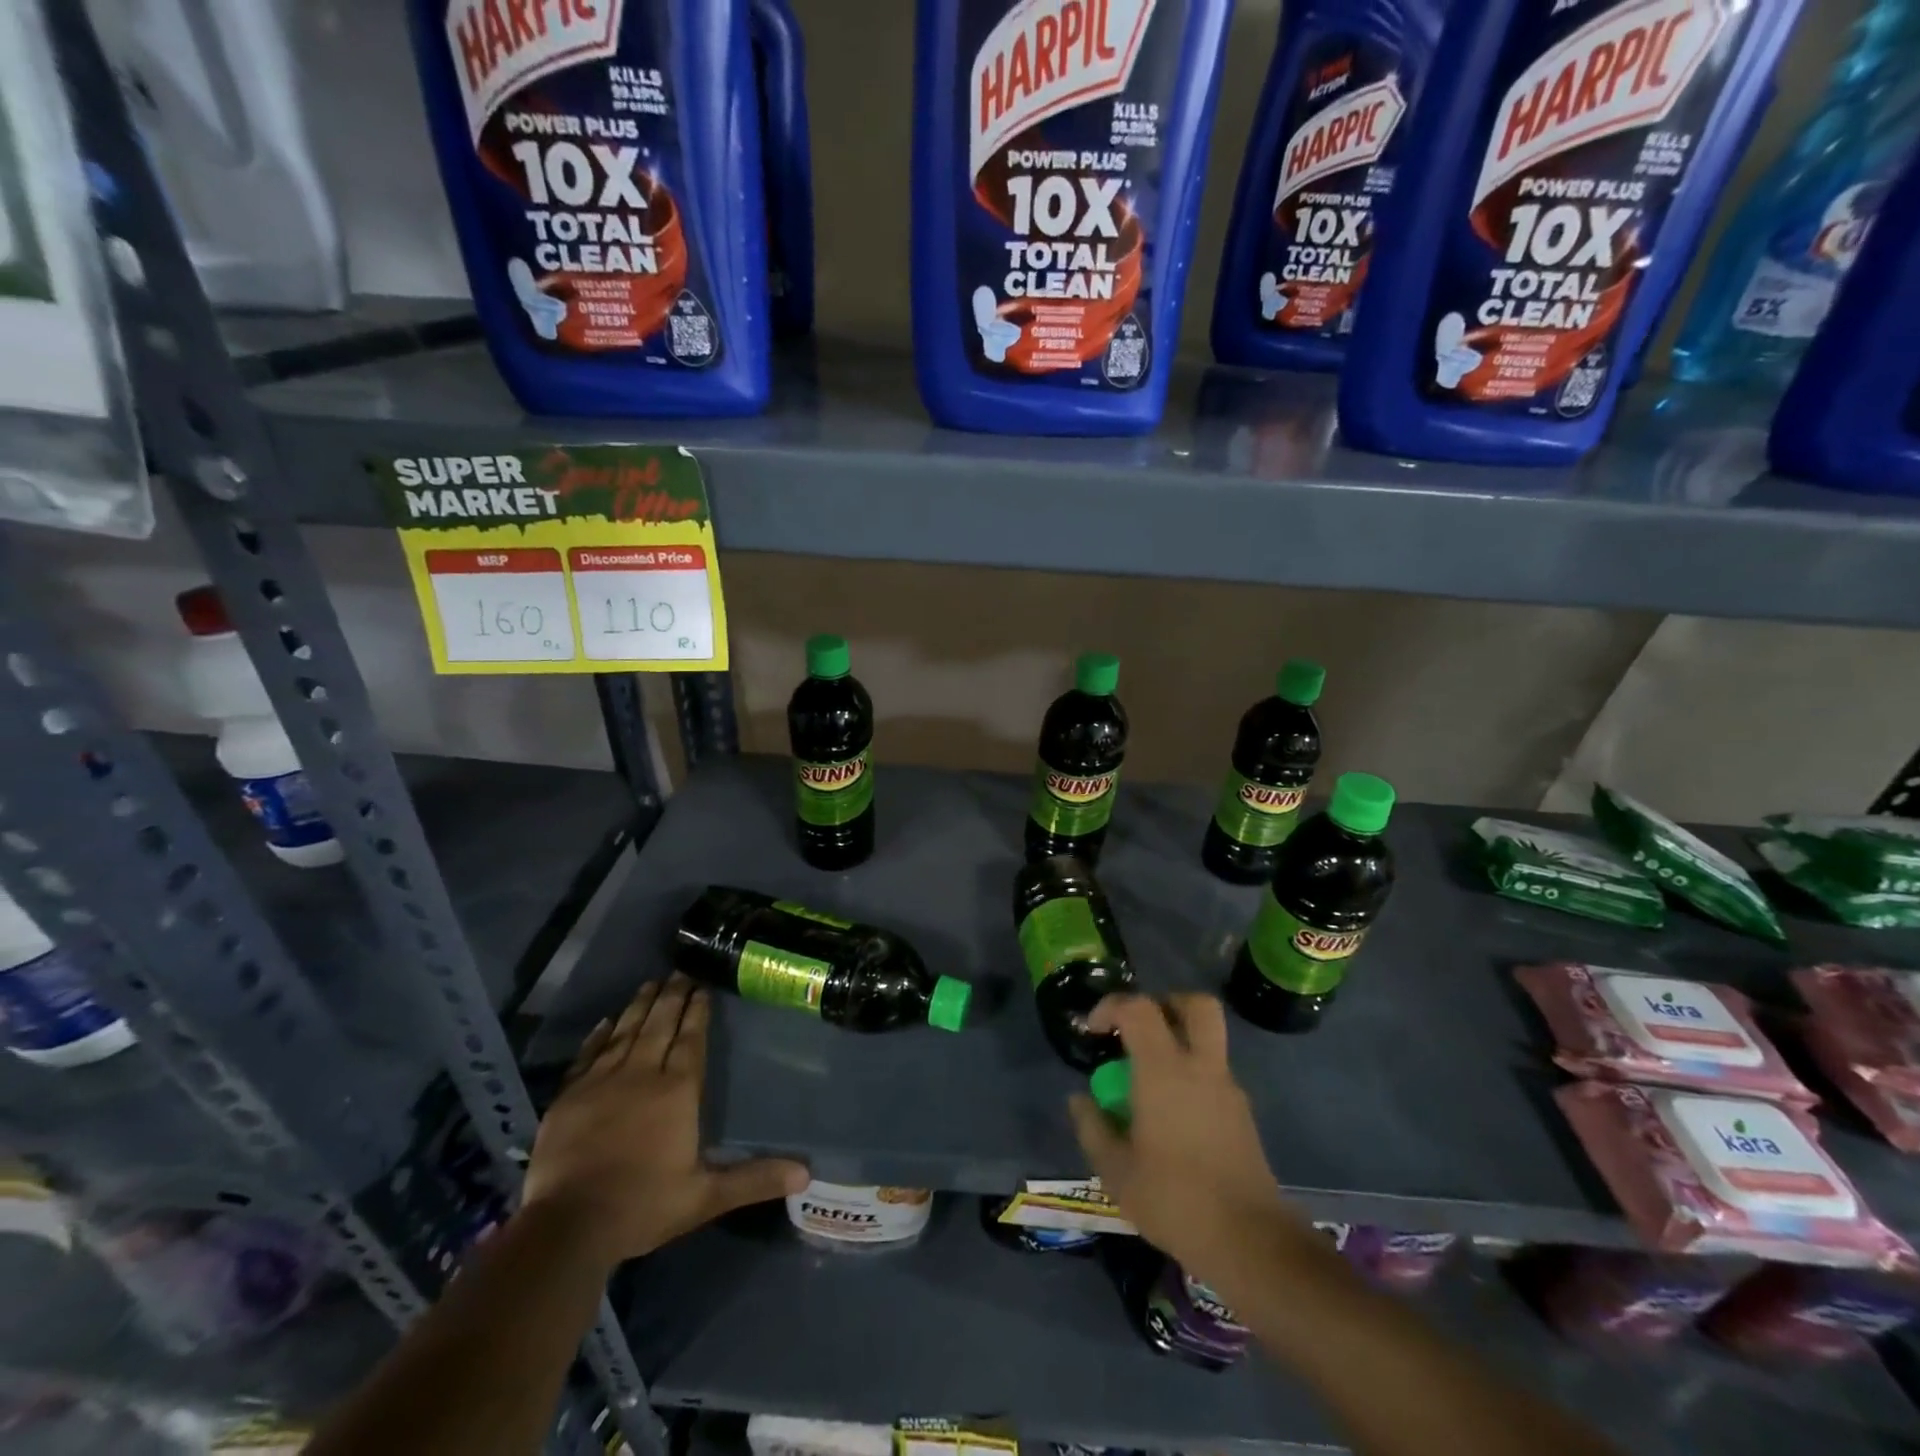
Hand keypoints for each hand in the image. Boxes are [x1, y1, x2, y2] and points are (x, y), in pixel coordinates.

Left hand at [522, 974, 808, 1267]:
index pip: (690, 1039)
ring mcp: (601, 1082)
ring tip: (651, 983)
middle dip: (672, 996)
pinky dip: (598, 1036)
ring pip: (625, 1032)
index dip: (697, 1011)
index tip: (702, 986)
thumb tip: (806, 1173)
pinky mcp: (569, 1096)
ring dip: (639, 1006)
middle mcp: (641, 1074)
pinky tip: (605, 1022)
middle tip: (680, 970)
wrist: (567, 1226)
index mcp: (677, 1091)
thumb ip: (754, 1179)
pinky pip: (587, 1055)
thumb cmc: (642, 1206)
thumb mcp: (705, 1197)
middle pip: (659, 1025)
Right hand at [1067, 993, 1313, 1292]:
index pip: (1139, 1008)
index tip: (1095, 1030)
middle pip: (1196, 1005)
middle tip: (1141, 1029)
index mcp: (1164, 1070)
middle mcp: (1201, 1067)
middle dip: (1166, 1003)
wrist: (1249, 1241)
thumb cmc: (1174, 1199)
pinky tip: (1174, 1117)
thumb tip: (1079, 1100)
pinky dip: (1193, 1076)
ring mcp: (1229, 1089)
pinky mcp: (1244, 1114)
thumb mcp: (1116, 1170)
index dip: (1112, 1006)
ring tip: (1151, 1081)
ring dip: (1180, 1043)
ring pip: (1209, 1040)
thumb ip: (1093, 1127)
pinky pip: (1215, 1074)